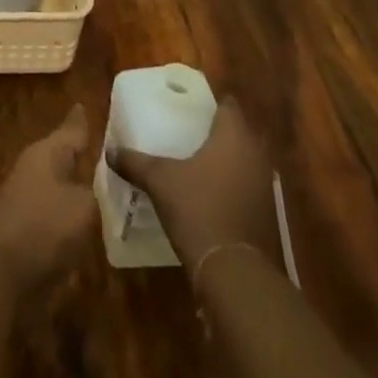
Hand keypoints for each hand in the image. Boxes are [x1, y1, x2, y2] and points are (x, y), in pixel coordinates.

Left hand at [0, 104, 96, 289]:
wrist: (2, 272)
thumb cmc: (45, 227)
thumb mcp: (84, 206)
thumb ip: (99, 192)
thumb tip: (104, 185)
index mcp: (47, 153)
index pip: (71, 129)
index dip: (82, 120)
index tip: (87, 105)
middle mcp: (35, 169)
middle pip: (64, 156)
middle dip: (85, 155)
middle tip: (113, 151)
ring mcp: (28, 198)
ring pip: (62, 185)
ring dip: (80, 186)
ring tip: (109, 187)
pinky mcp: (28, 228)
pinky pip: (58, 212)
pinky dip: (73, 213)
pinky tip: (92, 222)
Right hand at [112, 98, 281, 272]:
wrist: (235, 274)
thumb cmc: (198, 209)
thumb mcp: (159, 181)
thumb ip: (135, 162)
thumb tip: (110, 150)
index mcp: (234, 136)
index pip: (228, 105)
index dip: (210, 104)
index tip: (188, 107)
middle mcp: (256, 155)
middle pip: (238, 133)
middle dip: (216, 133)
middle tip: (187, 133)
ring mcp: (266, 187)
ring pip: (244, 162)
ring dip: (225, 162)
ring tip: (195, 164)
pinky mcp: (268, 216)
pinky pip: (247, 189)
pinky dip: (232, 188)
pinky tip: (209, 197)